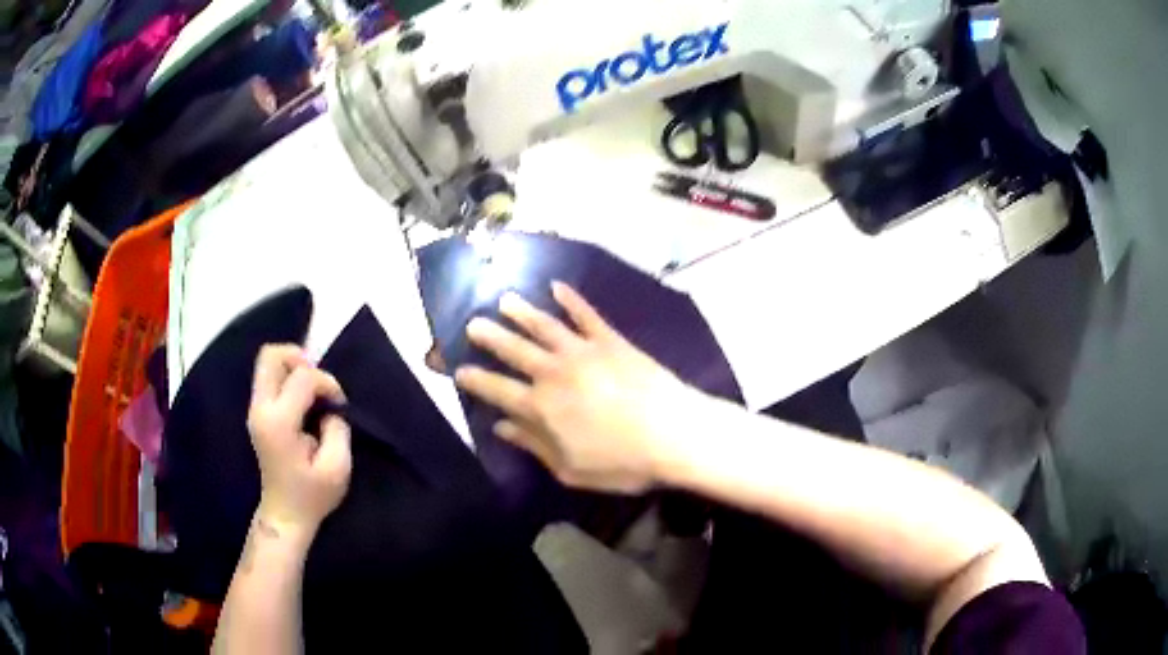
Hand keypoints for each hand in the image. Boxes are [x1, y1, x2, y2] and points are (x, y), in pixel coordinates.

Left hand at [247, 345, 352, 537]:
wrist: (285, 514)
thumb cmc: (312, 494)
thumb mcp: (338, 466)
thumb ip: (337, 428)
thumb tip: (330, 408)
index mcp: (279, 422)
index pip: (302, 378)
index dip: (327, 383)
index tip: (339, 406)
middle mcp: (261, 409)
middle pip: (271, 355)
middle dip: (300, 359)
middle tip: (320, 382)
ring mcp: (255, 409)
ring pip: (268, 362)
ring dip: (294, 367)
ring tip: (313, 389)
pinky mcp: (258, 412)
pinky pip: (270, 377)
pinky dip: (289, 378)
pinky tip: (304, 399)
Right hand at [454, 282, 695, 493]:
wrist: (673, 434)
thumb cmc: (622, 462)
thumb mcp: (570, 469)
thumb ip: (533, 445)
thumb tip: (501, 427)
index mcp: (541, 407)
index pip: (497, 390)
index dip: (475, 380)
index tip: (458, 370)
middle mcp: (554, 372)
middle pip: (514, 350)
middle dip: (489, 336)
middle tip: (472, 324)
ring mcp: (582, 351)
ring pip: (543, 325)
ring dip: (521, 312)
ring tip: (504, 300)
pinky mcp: (610, 340)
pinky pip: (585, 314)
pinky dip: (570, 299)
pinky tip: (557, 287)